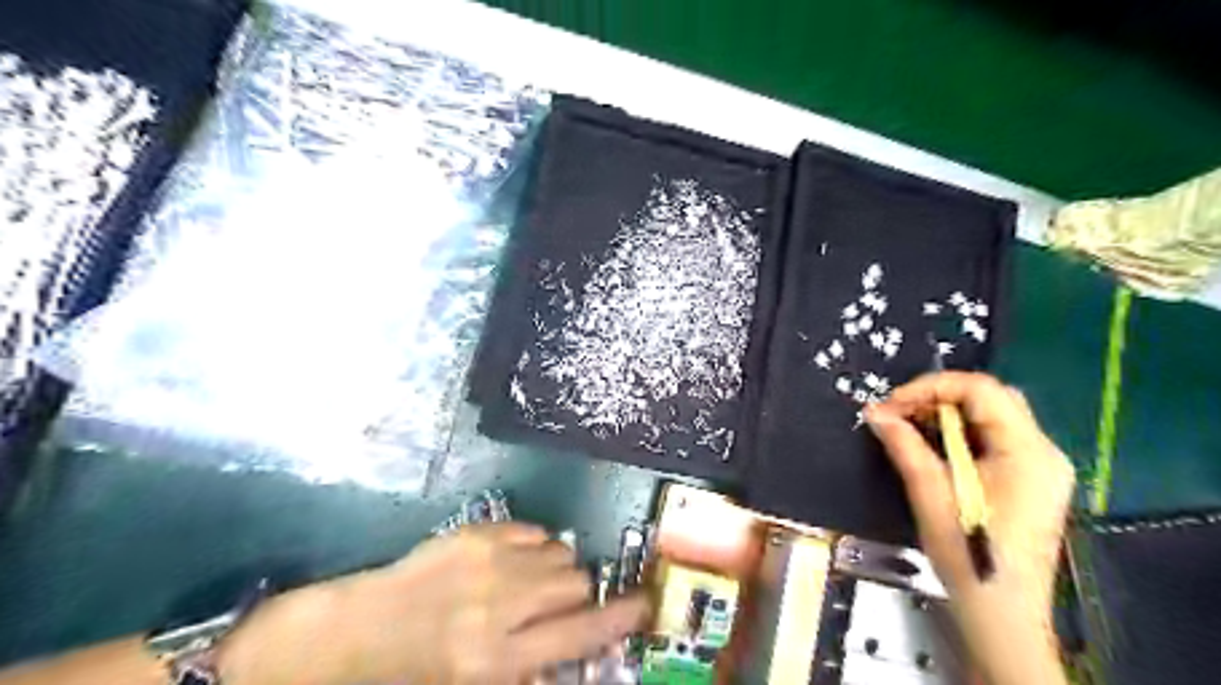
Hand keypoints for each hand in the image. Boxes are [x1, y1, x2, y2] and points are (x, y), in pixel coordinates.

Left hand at [224, 523, 652, 681]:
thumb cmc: (417, 672)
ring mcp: (489, 560)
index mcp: (500, 656)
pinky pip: (534, 531)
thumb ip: (531, 669)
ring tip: (532, 581)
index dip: (620, 618)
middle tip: (559, 603)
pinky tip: (513, 561)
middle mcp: (501, 604)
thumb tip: (575, 650)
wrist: (359, 629)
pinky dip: (535, 546)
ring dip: (557, 568)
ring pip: (560, 551)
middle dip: (579, 593)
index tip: (644, 605)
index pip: (580, 633)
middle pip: (577, 582)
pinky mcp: (477, 532)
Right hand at [862, 376, 1071, 684]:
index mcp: (1028, 452)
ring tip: (908, 427)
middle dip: (937, 397)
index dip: (931, 387)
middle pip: (990, 398)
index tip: (892, 404)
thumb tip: (874, 411)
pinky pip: (993, 437)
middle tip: (898, 413)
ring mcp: (1041, 466)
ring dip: (946, 414)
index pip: (982, 390)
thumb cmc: (970, 556)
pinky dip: (959, 432)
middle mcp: (1043, 451)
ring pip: (991, 415)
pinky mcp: (1030, 479)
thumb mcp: (931, 496)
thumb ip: (905, 446)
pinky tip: (932, 446)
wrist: (1003, 614)